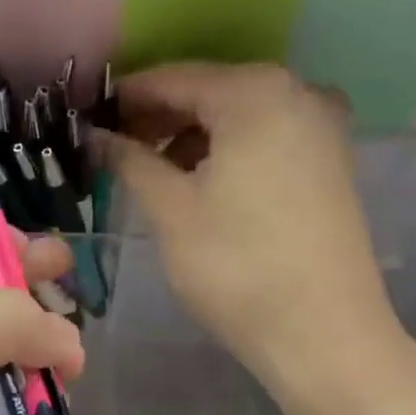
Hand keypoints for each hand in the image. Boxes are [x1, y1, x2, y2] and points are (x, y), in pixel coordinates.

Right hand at [102, 62, 403, 389]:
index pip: (171, 79)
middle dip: (155, 116)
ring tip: (148, 169)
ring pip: (236, 115)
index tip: (85, 118)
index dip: (122, 98)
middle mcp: (296, 92)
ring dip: (188, 134)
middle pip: (207, 91)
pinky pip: (264, 136)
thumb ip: (128, 159)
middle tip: (110, 147)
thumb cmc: (236, 267)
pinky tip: (196, 180)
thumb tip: (94, 135)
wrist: (324, 336)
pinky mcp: (330, 160)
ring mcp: (320, 126)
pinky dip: (225, 148)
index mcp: (254, 94)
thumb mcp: (170, 209)